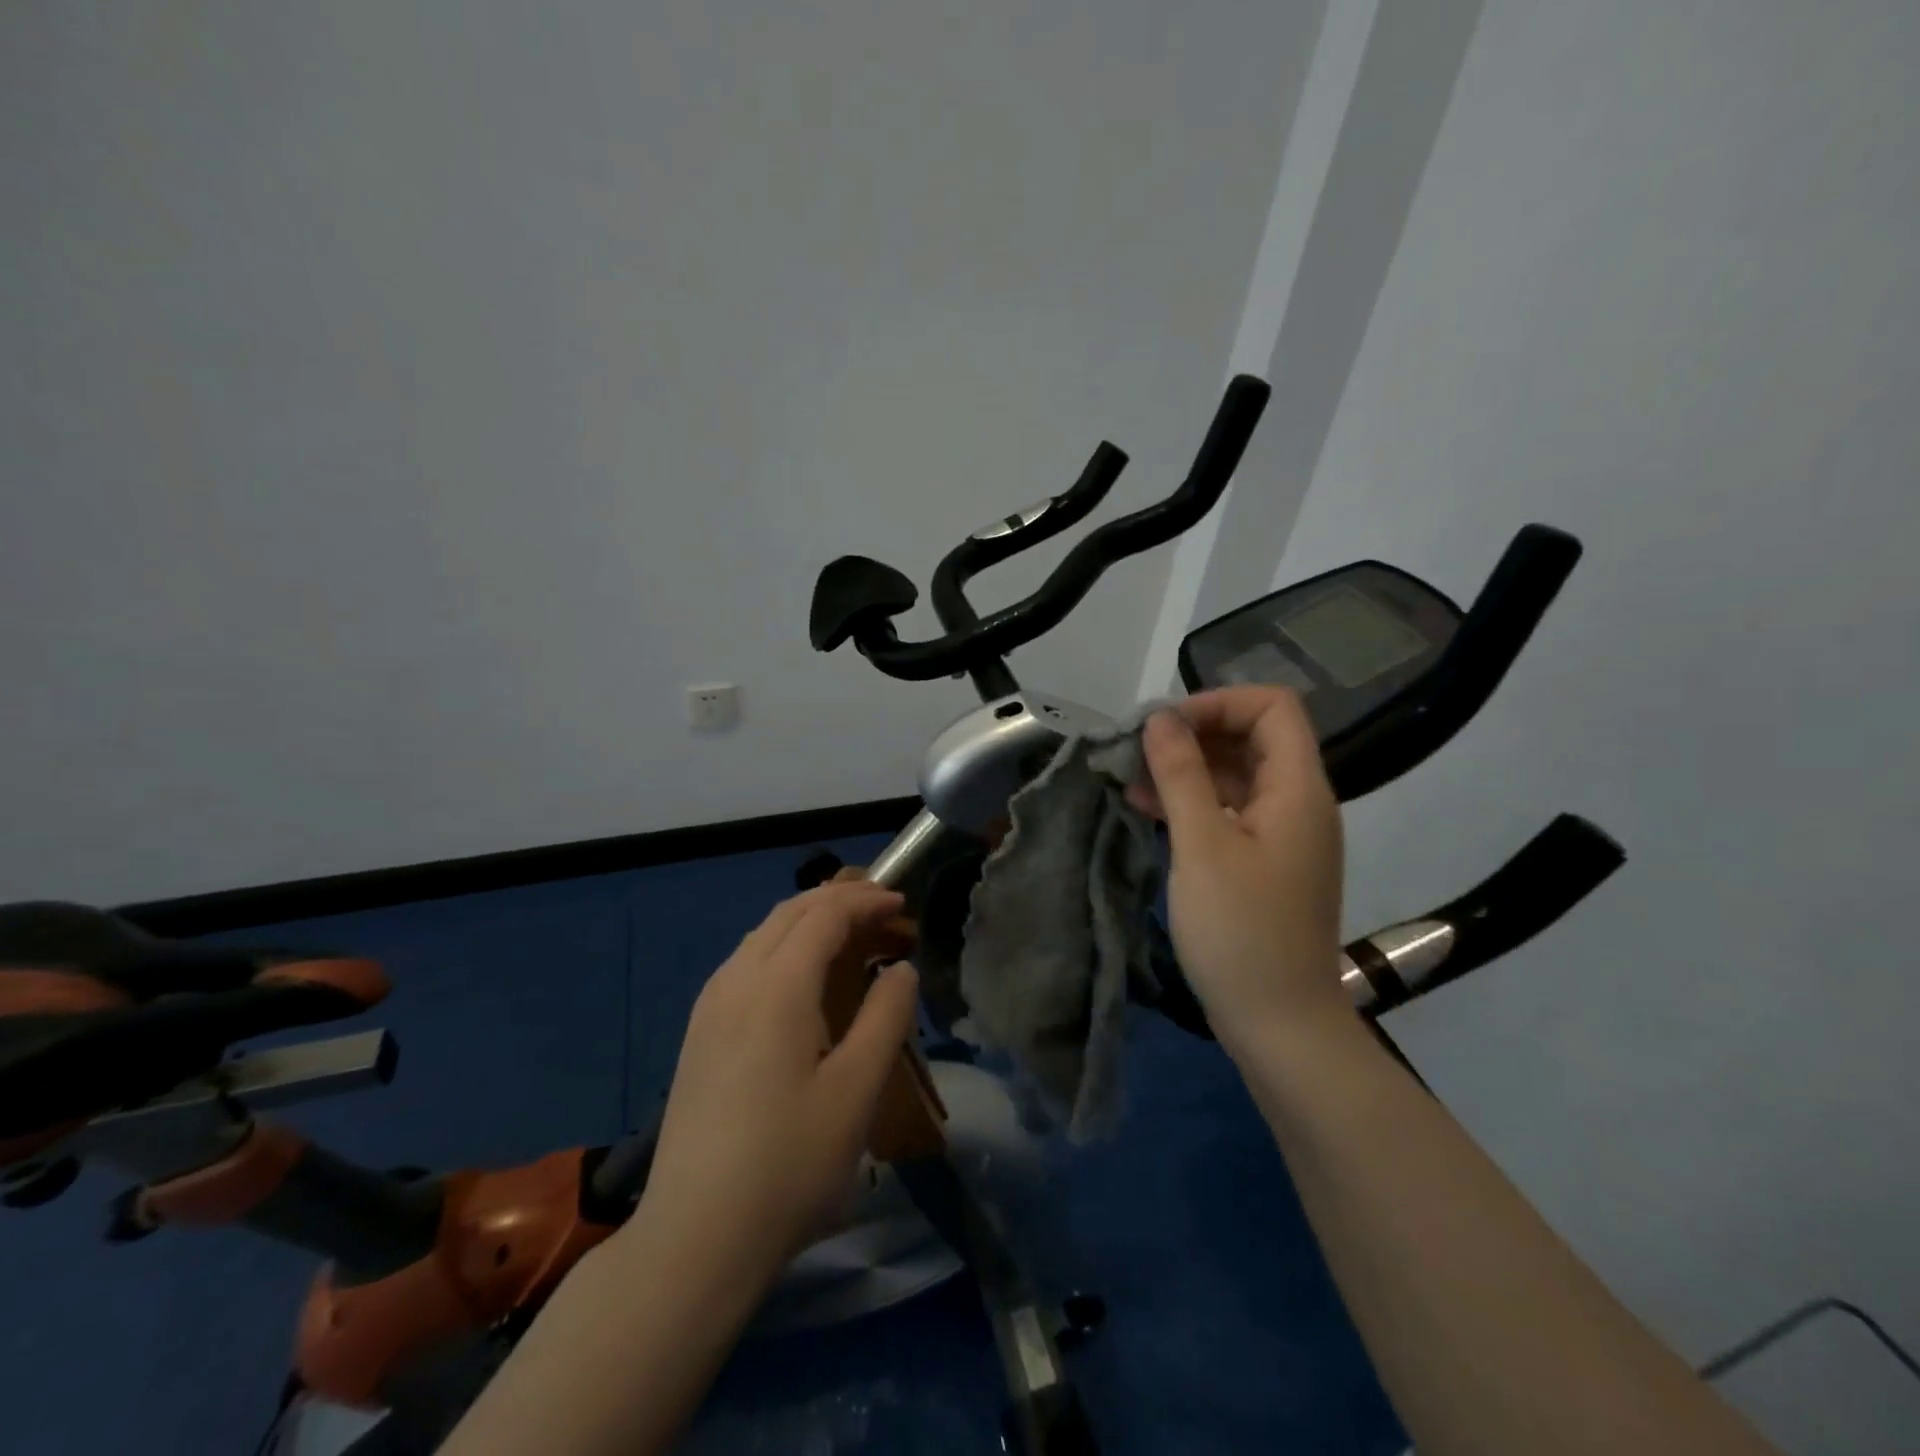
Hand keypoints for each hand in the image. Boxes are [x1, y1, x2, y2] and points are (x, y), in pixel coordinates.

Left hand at [635, 881, 919, 1282]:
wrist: (693, 1238)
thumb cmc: (788, 1164)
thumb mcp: (856, 1092)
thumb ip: (886, 1018)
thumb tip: (899, 969)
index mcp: (776, 987)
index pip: (824, 915)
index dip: (865, 900)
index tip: (902, 904)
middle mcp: (736, 980)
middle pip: (790, 912)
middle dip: (840, 901)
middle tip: (884, 913)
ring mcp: (709, 1006)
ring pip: (764, 933)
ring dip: (810, 921)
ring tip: (851, 937)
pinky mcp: (699, 1032)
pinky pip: (746, 960)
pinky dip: (784, 945)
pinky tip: (802, 978)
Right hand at [1128, 687, 1348, 1049]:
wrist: (1280, 1024)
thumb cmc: (1241, 932)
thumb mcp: (1202, 846)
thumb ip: (1182, 775)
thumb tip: (1160, 718)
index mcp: (1297, 789)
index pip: (1272, 707)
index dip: (1218, 703)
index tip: (1166, 727)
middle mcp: (1298, 803)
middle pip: (1252, 738)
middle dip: (1193, 735)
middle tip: (1137, 752)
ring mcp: (1283, 835)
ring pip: (1236, 776)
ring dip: (1186, 770)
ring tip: (1131, 780)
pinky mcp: (1265, 863)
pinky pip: (1231, 812)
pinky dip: (1193, 804)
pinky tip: (1148, 811)